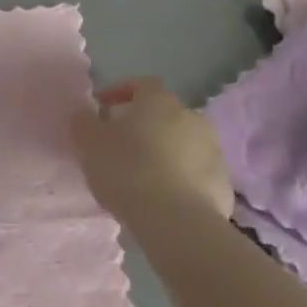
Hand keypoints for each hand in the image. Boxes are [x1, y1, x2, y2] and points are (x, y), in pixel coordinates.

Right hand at [71, 77, 233, 224]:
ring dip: (164, 153)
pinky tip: (162, 199)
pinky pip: (195, 174)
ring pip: (182, 144)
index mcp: (159, 100)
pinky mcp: (223, 184)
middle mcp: (191, 117)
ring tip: (141, 177)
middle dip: (143, 126)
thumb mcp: (88, 142)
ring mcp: (213, 151)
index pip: (140, 84)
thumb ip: (83, 122)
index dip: (119, 93)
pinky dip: (180, 180)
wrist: (176, 222)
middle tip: (120, 146)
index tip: (101, 109)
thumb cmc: (127, 170)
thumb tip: (84, 114)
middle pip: (163, 114)